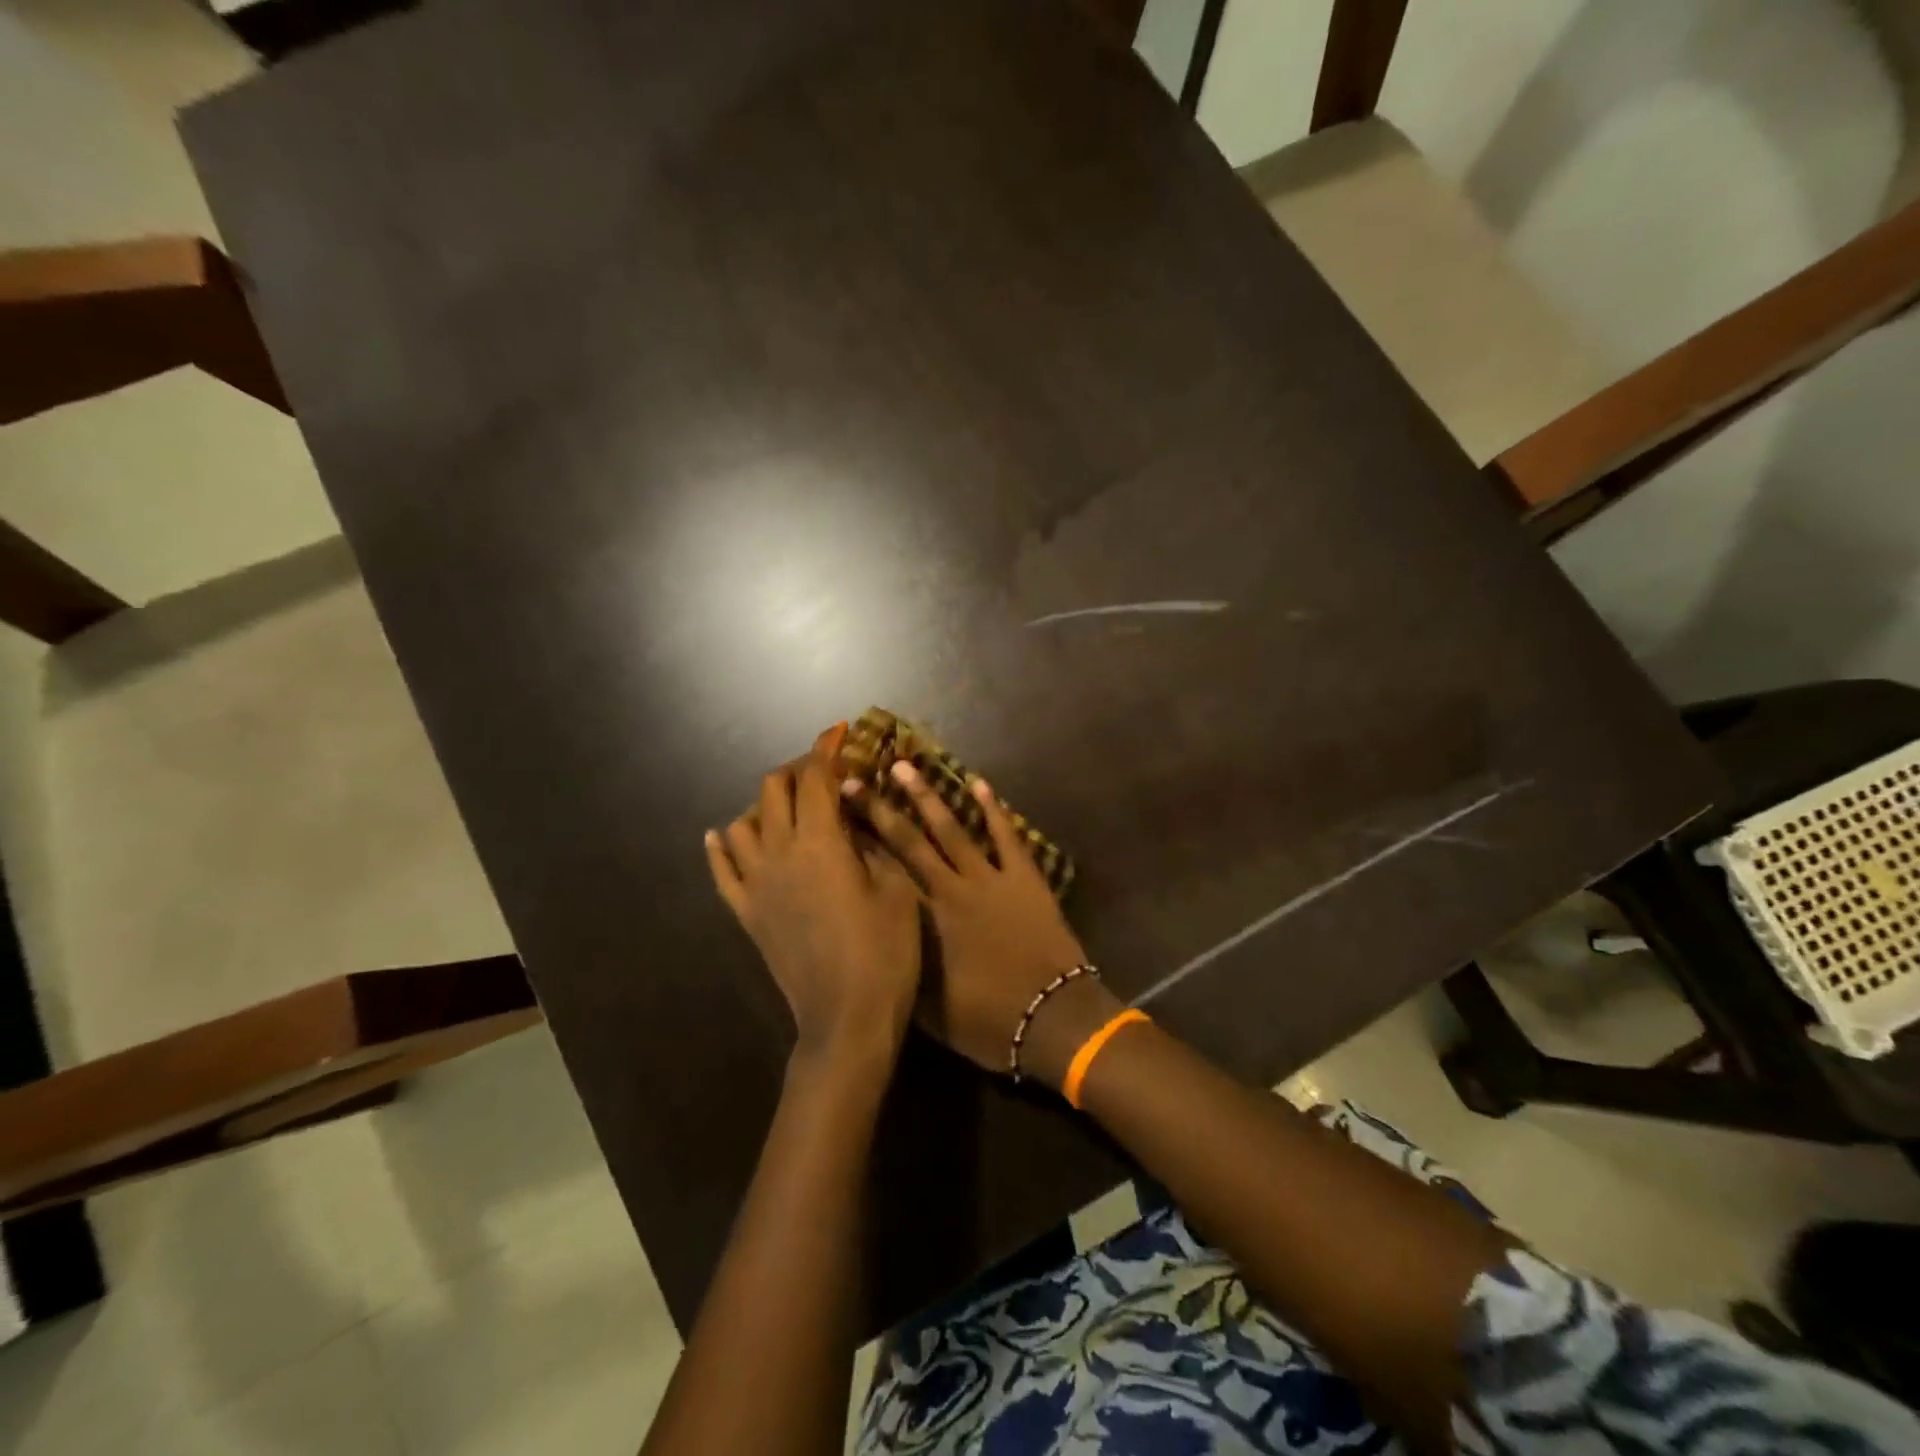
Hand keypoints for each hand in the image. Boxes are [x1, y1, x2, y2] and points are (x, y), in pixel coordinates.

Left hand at [706, 727, 921, 1069]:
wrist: (846, 1020)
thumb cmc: (885, 953)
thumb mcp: (897, 889)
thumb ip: (874, 842)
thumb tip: (858, 814)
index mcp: (820, 842)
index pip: (816, 778)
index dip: (828, 748)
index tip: (840, 731)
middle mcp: (779, 853)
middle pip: (774, 789)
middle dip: (799, 769)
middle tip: (825, 772)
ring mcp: (756, 884)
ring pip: (743, 822)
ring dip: (765, 804)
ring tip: (789, 807)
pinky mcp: (745, 913)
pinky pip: (721, 870)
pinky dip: (721, 845)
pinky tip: (723, 834)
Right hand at [852, 761, 1115, 1082]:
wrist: (1052, 1019)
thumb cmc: (987, 1021)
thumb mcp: (929, 1007)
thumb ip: (903, 966)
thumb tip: (880, 938)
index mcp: (924, 920)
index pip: (883, 872)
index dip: (858, 844)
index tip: (835, 817)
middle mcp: (950, 889)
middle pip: (909, 841)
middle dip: (880, 809)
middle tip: (854, 780)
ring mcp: (990, 879)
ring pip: (952, 829)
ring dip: (927, 797)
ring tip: (905, 766)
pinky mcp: (1024, 878)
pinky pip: (1006, 836)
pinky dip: (993, 809)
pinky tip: (978, 783)